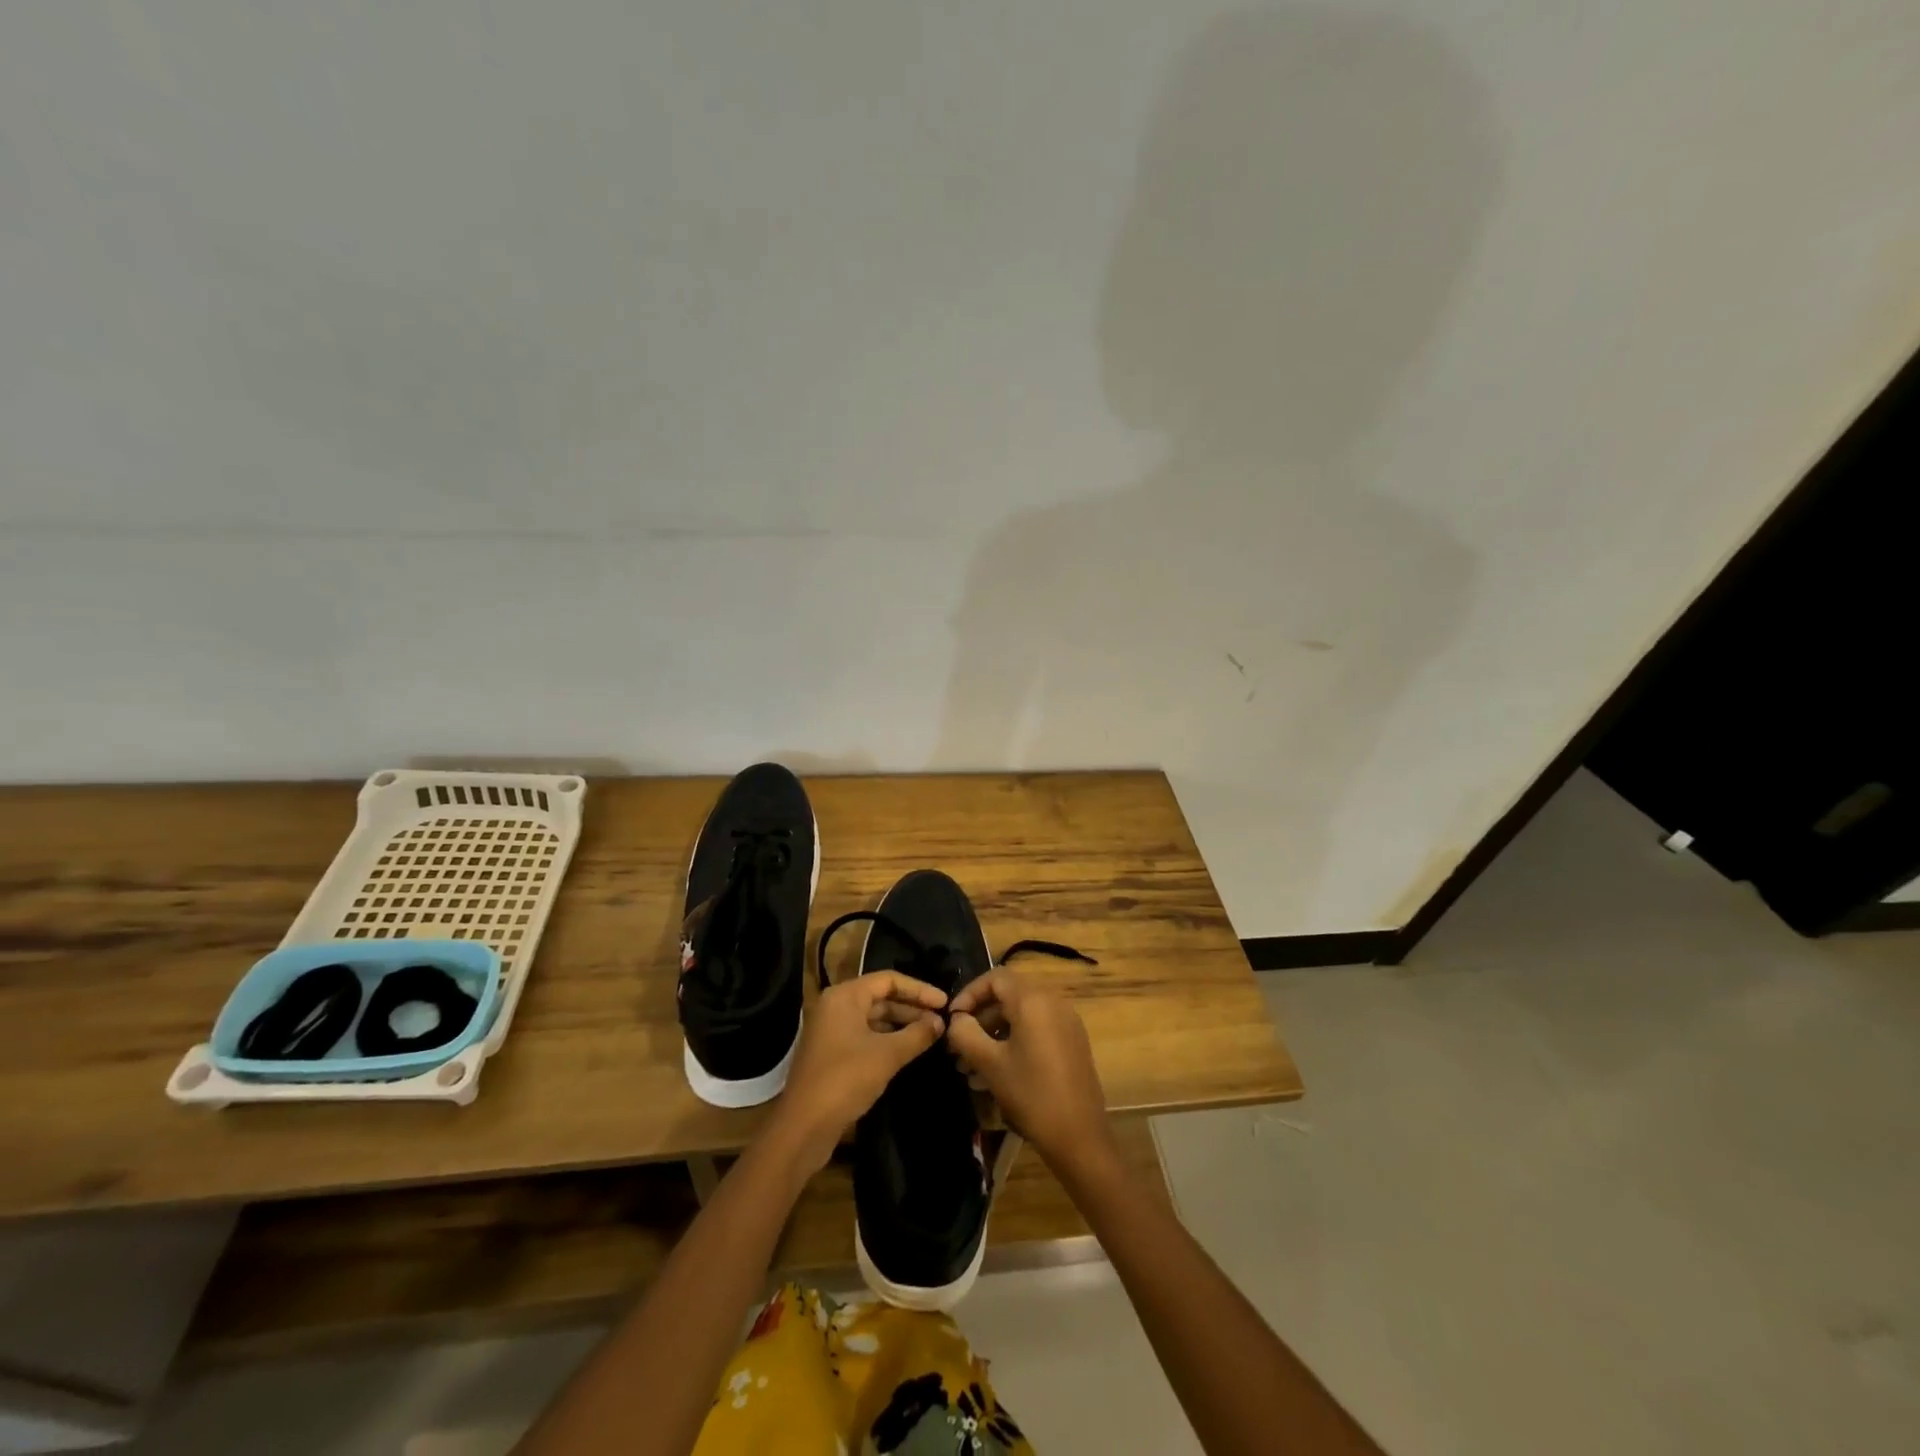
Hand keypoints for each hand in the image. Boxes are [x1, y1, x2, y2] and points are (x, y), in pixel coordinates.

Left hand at [768, 971, 946, 1171]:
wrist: (803, 1127)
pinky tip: (908, 1050)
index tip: (945, 1002)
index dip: (919, 989)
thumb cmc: (845, 1079)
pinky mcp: (832, 1053)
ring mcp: (831, 1030)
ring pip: (873, 1018)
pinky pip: (865, 1036)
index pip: (888, 980)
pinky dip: (887, 1039)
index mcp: (844, 996)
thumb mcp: (887, 1055)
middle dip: (912, 1008)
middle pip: (880, 997)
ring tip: (931, 1035)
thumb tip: (940, 1022)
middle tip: (941, 1021)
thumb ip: (917, 1035)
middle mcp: (835, 1006)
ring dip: (901, 1025)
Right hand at [946, 967, 1113, 1172]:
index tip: (953, 1020)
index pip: (995, 977)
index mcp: (1033, 1000)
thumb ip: (965, 1033)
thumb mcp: (989, 1064)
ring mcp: (1066, 1021)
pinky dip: (1014, 1040)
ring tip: (971, 1066)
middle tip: (959, 1046)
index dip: (970, 993)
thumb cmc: (1031, 1095)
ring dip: (994, 1032)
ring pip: (1021, 1014)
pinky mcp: (1072, 1041)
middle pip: (1008, 995)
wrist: (1079, 1136)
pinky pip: (1037, 1028)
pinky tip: (997, 1072)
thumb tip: (956, 1019)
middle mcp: (1053, 1001)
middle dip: (980, 1017)